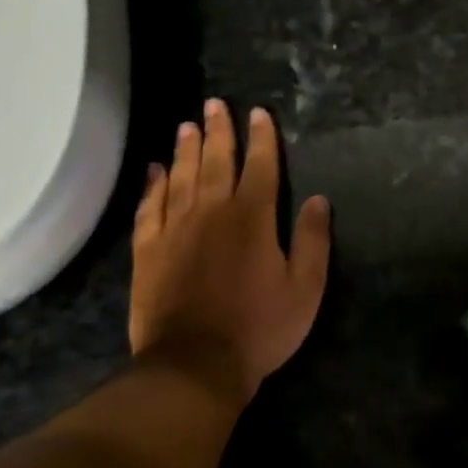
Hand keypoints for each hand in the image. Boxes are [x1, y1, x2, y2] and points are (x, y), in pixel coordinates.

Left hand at [128, 98, 331, 398]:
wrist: (195, 363)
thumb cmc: (260, 327)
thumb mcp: (305, 288)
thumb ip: (313, 241)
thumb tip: (318, 200)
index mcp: (253, 218)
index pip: (261, 167)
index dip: (262, 139)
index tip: (259, 113)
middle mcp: (211, 212)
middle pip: (216, 162)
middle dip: (219, 131)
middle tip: (215, 104)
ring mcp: (175, 229)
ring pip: (181, 177)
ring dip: (186, 150)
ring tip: (187, 126)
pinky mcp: (148, 250)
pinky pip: (149, 207)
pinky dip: (153, 185)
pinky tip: (155, 170)